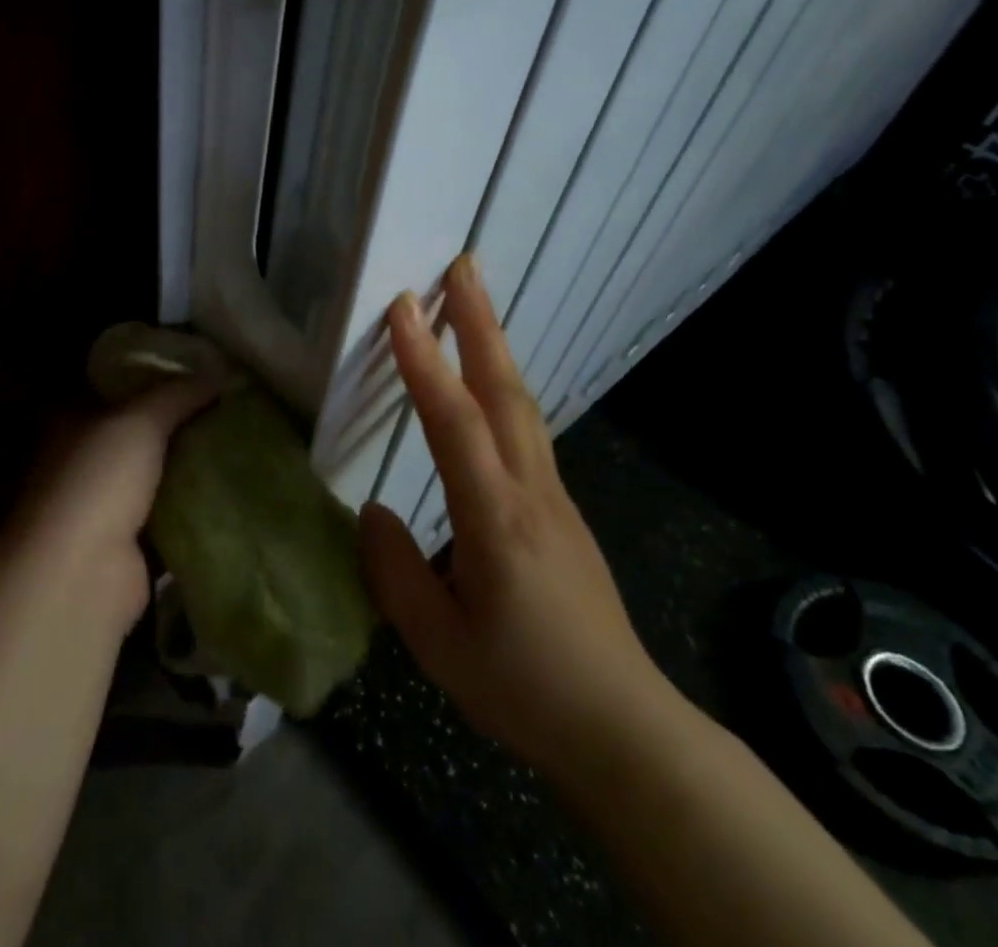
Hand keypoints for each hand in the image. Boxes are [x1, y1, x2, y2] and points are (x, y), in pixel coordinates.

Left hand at [14, 376, 217, 633]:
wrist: (82, 574)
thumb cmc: (100, 480)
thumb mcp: (141, 420)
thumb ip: (178, 393)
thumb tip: (219, 371)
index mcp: (75, 420)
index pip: (118, 388)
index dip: (156, 377)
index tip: (202, 371)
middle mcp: (85, 459)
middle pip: (140, 432)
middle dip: (180, 422)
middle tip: (231, 405)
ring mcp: (104, 504)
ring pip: (156, 474)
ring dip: (189, 465)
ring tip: (239, 441)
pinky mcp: (129, 544)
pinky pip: (168, 514)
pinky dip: (192, 506)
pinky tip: (231, 489)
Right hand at [360, 256, 687, 787]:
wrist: (624, 730)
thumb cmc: (525, 688)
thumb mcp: (438, 644)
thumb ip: (394, 571)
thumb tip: (373, 514)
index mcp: (495, 519)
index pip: (454, 423)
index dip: (424, 361)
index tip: (401, 308)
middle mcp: (530, 492)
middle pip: (504, 391)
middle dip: (481, 323)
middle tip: (462, 267)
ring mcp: (553, 497)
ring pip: (521, 405)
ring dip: (495, 345)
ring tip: (471, 302)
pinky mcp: (561, 509)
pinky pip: (527, 430)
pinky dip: (502, 385)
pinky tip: (487, 382)